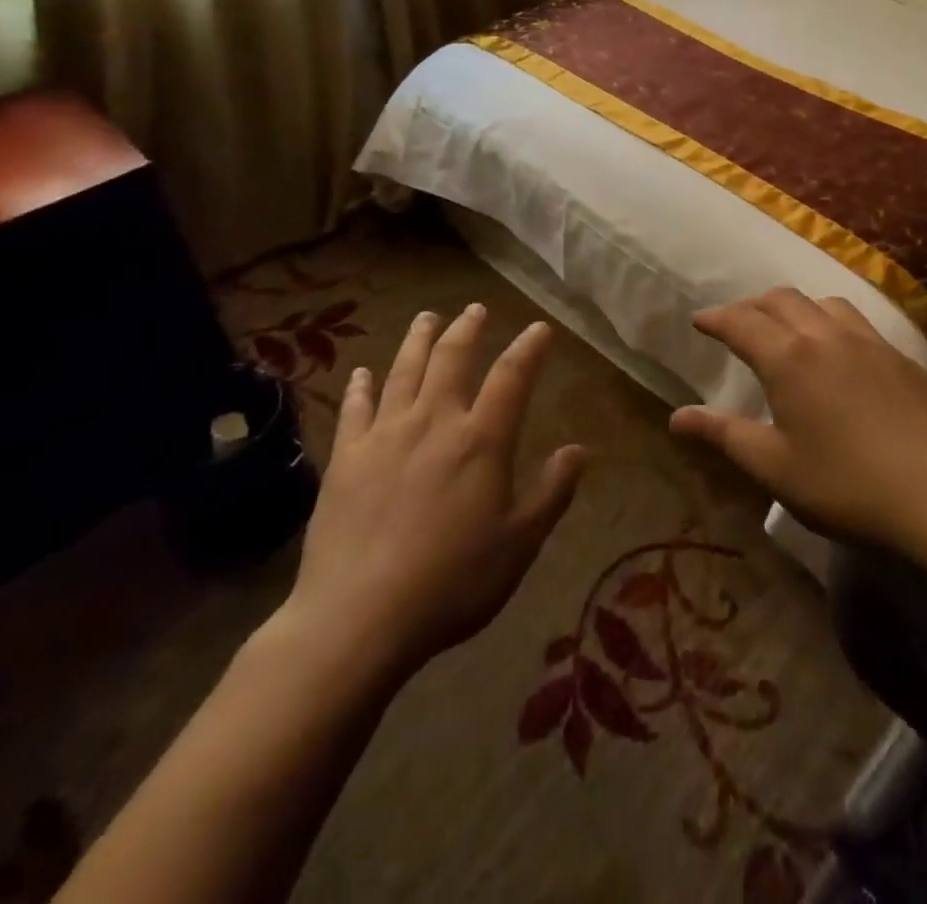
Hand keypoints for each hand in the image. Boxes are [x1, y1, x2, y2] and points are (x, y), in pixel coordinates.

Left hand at [279, 306, 586, 678]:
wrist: (359, 617)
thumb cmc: (452, 582)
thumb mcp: (519, 543)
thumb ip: (552, 492)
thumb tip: (579, 450)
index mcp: (481, 440)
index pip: (512, 377)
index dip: (528, 348)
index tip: (539, 328)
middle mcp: (434, 422)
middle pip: (452, 359)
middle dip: (467, 329)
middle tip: (475, 309)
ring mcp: (385, 435)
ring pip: (404, 371)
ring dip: (418, 340)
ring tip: (427, 318)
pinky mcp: (346, 457)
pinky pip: (355, 408)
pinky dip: (361, 386)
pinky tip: (362, 373)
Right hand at [670, 289, 926, 554]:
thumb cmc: (845, 486)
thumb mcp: (774, 467)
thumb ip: (724, 434)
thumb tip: (676, 417)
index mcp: (788, 358)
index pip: (740, 322)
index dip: (715, 318)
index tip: (699, 321)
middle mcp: (825, 336)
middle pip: (780, 300)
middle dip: (751, 305)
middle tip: (735, 322)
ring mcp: (868, 342)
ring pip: (822, 302)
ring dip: (794, 307)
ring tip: (785, 327)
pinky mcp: (900, 357)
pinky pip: (857, 320)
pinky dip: (830, 320)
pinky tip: (838, 349)